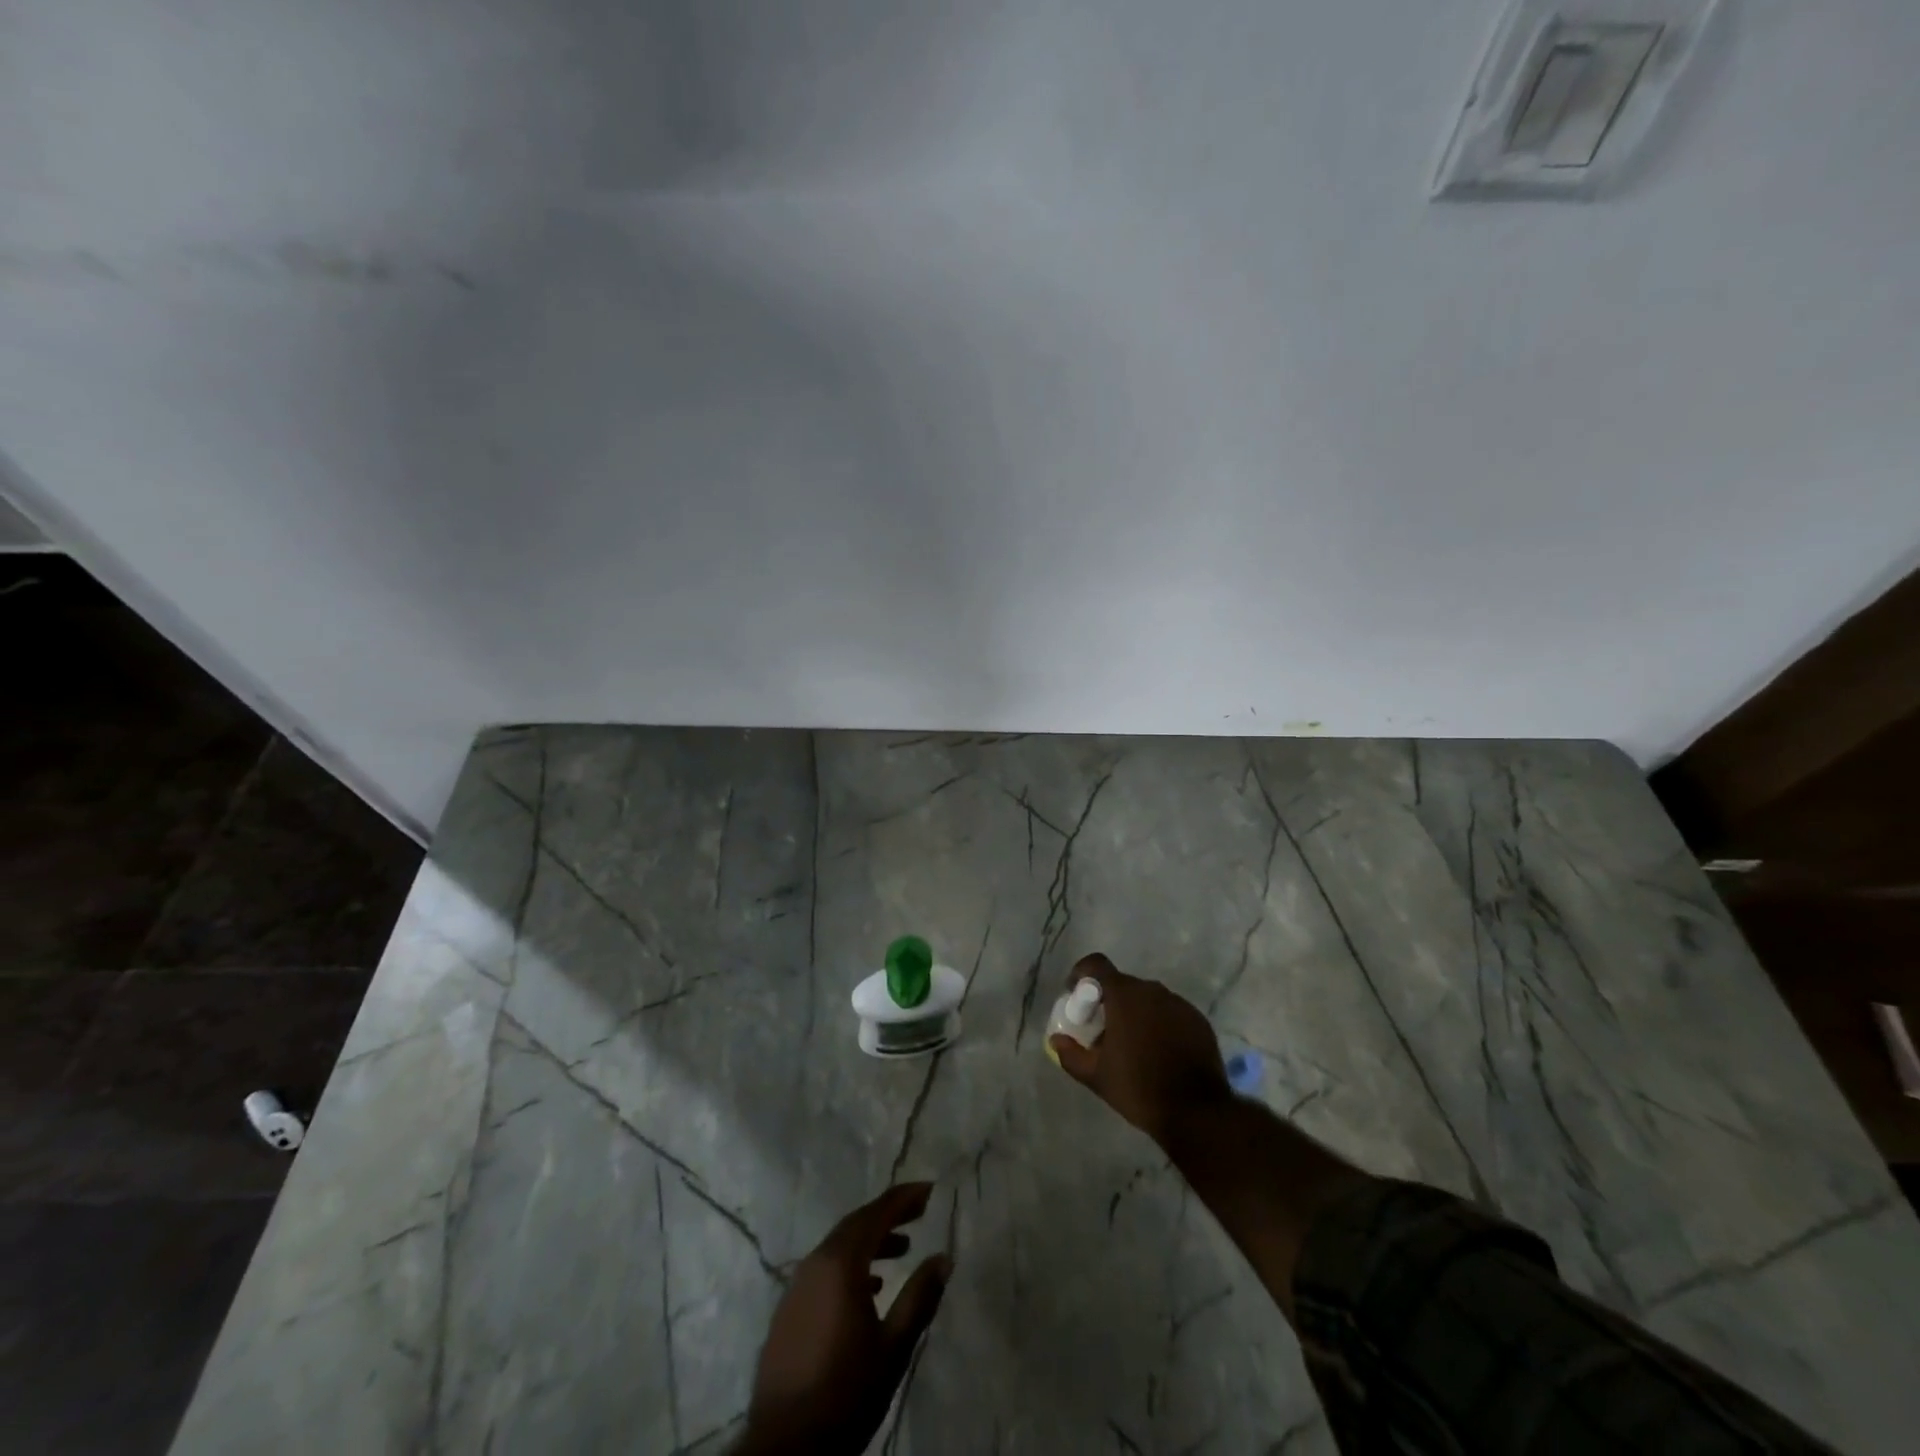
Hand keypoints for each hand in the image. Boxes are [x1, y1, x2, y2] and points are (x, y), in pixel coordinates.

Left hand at [737, 1183, 950, 1455]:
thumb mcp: (892, 1347)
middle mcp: (815, 1262)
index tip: (930, 1190)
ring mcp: (797, 1285)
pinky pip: (825, 1268)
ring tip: (902, 1250)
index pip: (876, 1213)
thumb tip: (944, 1257)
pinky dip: (851, 1264)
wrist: (785, 1448)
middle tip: (920, 1214)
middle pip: (856, 1224)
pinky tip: (869, 1288)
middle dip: (889, 1215)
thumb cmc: (845, 1392)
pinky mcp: (789, 1309)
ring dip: (871, 1241)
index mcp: (840, 1263)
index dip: (904, 1198)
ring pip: (839, 1246)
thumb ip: (919, 1297)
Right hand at [1048, 952, 1231, 1146]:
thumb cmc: (1139, 1088)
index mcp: (1125, 996)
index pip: (1097, 964)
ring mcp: (1179, 1004)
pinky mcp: (1198, 1020)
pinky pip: (1170, 1013)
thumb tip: (1056, 1040)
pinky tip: (1159, 1052)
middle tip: (1102, 1029)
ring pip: (1148, 999)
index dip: (1082, 973)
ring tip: (1132, 1044)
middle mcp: (1153, 990)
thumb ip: (1071, 1054)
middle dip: (1109, 1001)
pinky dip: (1159, 1023)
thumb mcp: (1096, 1076)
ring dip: (1135, 1012)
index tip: (1075, 994)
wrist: (1197, 1112)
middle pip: (1123, 984)